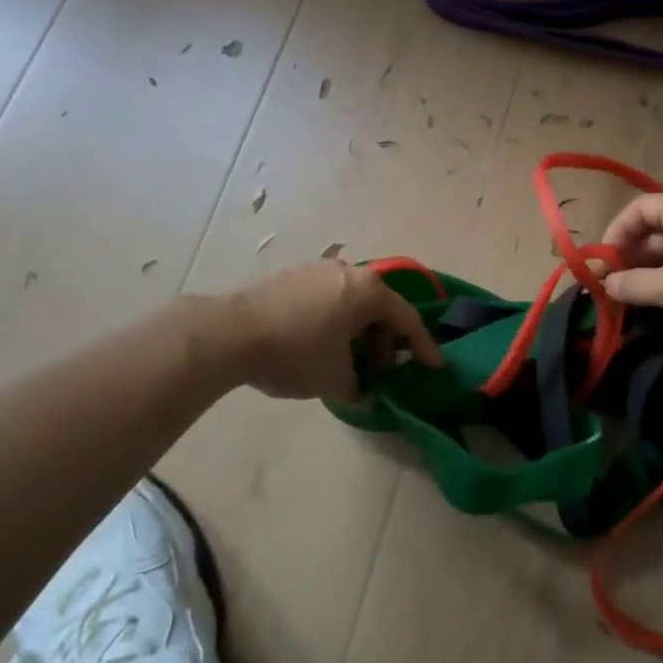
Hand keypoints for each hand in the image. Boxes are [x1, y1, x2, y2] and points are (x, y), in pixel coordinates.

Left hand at [224, 261, 443, 399]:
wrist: (229, 333)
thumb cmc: (295, 353)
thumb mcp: (334, 380)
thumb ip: (359, 387)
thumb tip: (364, 391)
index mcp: (368, 292)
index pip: (407, 319)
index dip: (422, 346)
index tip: (434, 365)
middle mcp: (349, 272)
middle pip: (379, 308)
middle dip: (384, 342)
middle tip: (379, 372)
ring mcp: (318, 270)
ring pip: (351, 302)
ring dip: (357, 332)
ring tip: (347, 361)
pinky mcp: (292, 275)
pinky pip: (327, 299)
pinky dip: (334, 321)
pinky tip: (319, 345)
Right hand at [601, 195, 662, 354]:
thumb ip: (633, 284)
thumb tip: (606, 284)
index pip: (640, 208)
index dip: (616, 231)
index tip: (602, 261)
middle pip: (655, 227)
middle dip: (630, 253)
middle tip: (611, 283)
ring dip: (648, 269)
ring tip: (630, 296)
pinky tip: (659, 302)